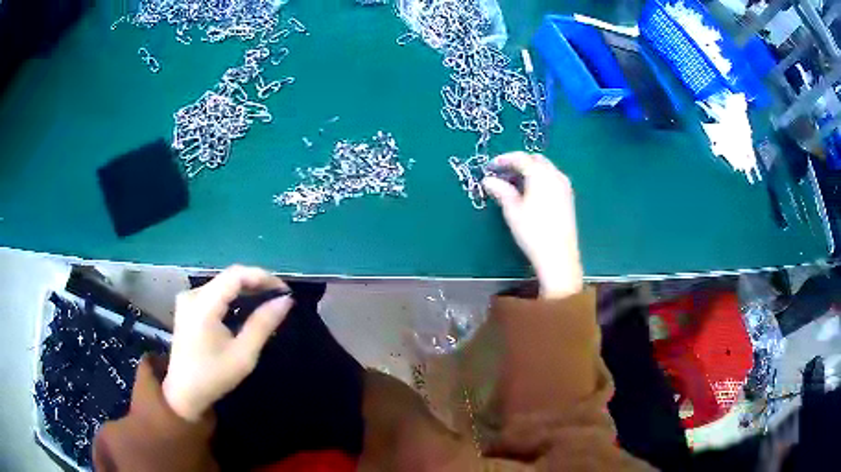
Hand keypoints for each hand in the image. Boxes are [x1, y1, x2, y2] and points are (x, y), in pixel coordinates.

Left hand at [162, 265, 293, 421]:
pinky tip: (247, 308)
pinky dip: (234, 297)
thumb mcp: (243, 355)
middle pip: (229, 277)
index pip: (236, 275)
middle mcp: (192, 295)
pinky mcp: (188, 306)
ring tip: (268, 302)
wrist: (183, 392)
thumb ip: (263, 324)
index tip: (285, 291)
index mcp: (203, 305)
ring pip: (223, 284)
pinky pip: (215, 293)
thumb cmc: (213, 377)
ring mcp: (188, 299)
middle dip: (256, 283)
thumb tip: (285, 301)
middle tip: (280, 298)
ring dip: (246, 290)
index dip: (262, 277)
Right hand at [483, 152, 583, 298]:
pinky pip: (553, 179)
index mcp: (540, 175)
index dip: (504, 159)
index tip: (491, 166)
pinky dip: (540, 179)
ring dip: (531, 171)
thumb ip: (501, 191)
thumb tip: (488, 180)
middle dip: (519, 163)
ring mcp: (565, 186)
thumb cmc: (533, 231)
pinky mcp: (569, 198)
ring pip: (546, 169)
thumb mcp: (512, 210)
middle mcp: (555, 175)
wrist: (558, 255)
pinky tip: (532, 193)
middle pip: (536, 160)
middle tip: (503, 174)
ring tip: (515, 184)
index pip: (521, 158)